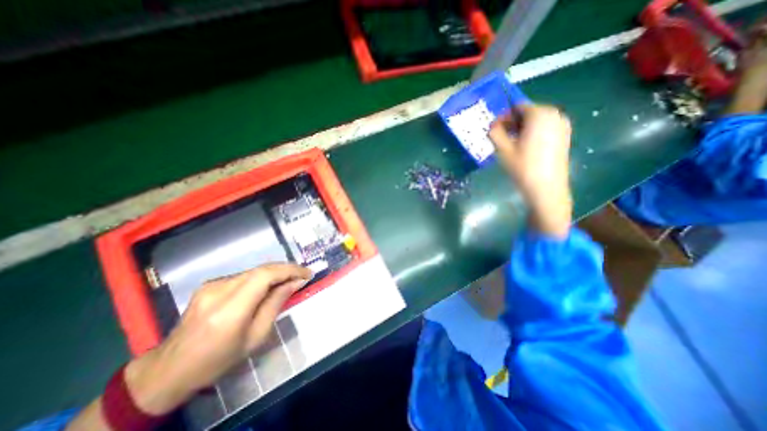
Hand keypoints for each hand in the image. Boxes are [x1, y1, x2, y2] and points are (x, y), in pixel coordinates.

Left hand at [123, 262, 307, 413]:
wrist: (170, 368)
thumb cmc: (218, 359)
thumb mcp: (256, 337)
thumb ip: (276, 304)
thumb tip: (296, 282)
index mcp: (230, 310)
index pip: (266, 276)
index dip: (290, 270)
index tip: (308, 273)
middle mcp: (219, 290)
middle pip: (262, 269)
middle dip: (286, 269)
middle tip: (302, 275)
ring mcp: (211, 285)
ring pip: (254, 270)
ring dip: (275, 272)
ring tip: (289, 280)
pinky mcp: (209, 284)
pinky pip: (244, 275)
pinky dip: (262, 277)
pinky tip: (268, 286)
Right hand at [488, 104, 571, 238]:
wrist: (546, 188)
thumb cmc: (523, 167)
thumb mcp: (503, 150)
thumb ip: (495, 133)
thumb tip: (492, 126)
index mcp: (539, 114)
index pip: (517, 107)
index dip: (504, 117)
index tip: (495, 130)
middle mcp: (554, 114)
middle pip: (528, 112)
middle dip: (513, 122)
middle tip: (501, 137)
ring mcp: (562, 125)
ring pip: (536, 120)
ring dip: (522, 128)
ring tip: (511, 144)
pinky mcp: (564, 136)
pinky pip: (545, 127)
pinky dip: (533, 133)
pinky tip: (525, 147)